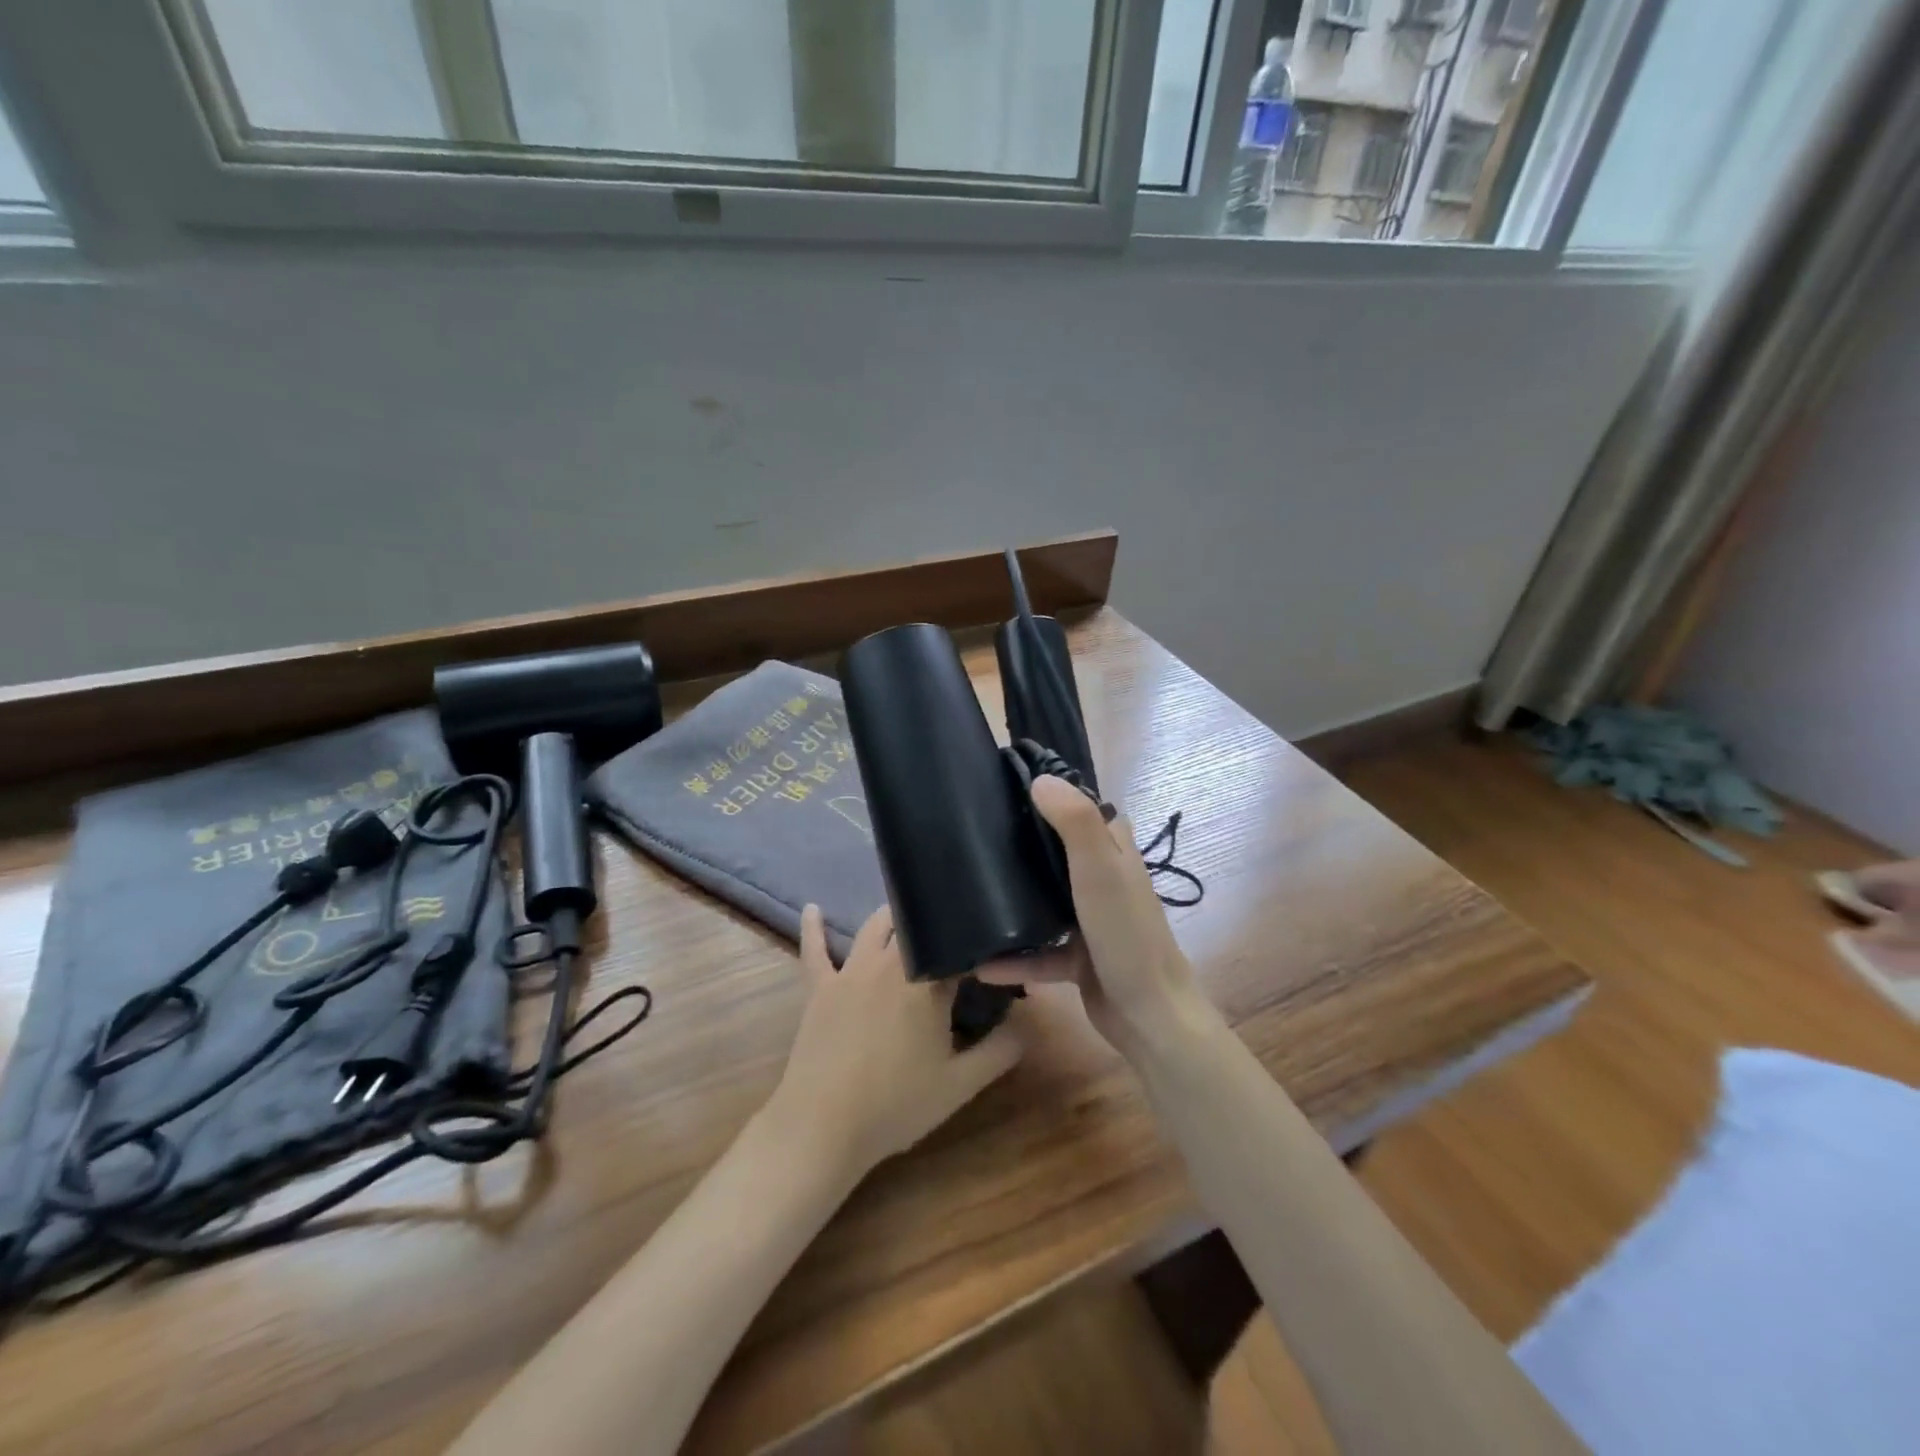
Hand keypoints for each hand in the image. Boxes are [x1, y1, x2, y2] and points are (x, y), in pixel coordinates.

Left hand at [769, 903, 1023, 1182]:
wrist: (823, 1126)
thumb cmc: (895, 1105)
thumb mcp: (960, 1085)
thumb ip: (999, 1051)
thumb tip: (1026, 1024)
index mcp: (927, 982)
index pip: (958, 950)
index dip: (979, 949)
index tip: (994, 953)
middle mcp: (889, 963)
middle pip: (915, 927)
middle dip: (935, 922)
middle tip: (951, 928)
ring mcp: (850, 972)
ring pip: (873, 928)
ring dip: (892, 916)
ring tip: (907, 911)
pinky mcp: (819, 987)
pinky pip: (814, 949)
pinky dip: (813, 927)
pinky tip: (812, 908)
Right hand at [978, 776, 1216, 1062]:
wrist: (1149, 1015)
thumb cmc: (1125, 934)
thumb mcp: (1100, 871)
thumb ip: (1074, 823)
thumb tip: (1040, 780)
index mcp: (1114, 852)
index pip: (1081, 810)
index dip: (1050, 797)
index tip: (1003, 790)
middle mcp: (1104, 879)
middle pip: (1057, 852)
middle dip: (1022, 845)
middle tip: (975, 839)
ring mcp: (1092, 920)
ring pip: (1046, 901)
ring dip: (1016, 900)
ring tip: (971, 893)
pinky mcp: (1080, 958)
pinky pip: (1040, 952)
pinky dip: (1015, 958)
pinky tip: (981, 964)